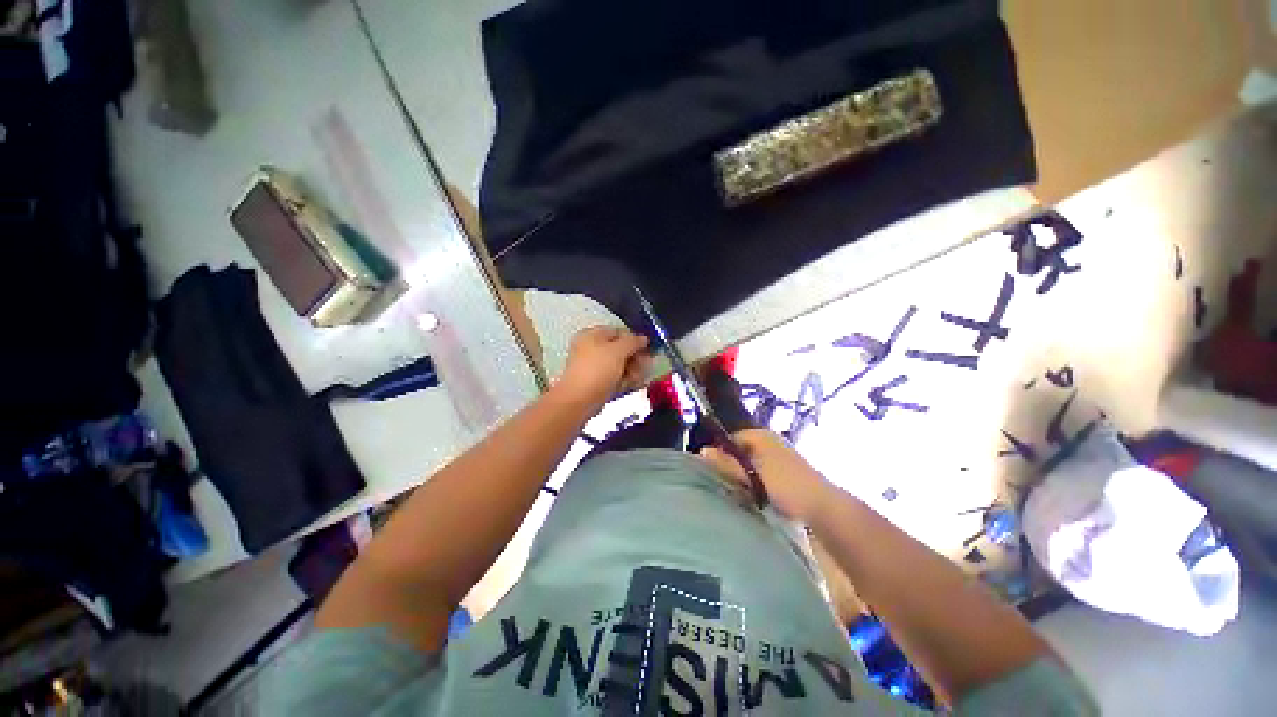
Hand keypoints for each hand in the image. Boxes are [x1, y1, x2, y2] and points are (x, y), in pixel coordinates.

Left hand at [555, 326, 651, 409]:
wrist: (579, 400)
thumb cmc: (598, 370)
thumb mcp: (619, 350)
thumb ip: (633, 341)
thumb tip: (643, 338)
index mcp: (591, 335)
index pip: (619, 331)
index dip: (635, 339)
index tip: (648, 350)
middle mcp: (590, 348)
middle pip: (620, 349)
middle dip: (635, 357)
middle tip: (645, 366)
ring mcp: (593, 366)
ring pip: (619, 364)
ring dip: (632, 370)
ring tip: (637, 378)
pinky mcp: (596, 382)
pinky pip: (614, 377)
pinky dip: (624, 380)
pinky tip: (631, 385)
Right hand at [698, 429, 834, 521]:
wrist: (824, 508)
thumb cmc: (785, 486)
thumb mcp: (751, 474)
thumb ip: (727, 463)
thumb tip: (702, 451)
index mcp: (759, 435)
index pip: (728, 438)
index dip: (717, 452)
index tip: (708, 470)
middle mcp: (767, 441)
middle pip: (737, 450)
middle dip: (728, 464)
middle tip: (718, 482)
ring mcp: (776, 456)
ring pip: (747, 463)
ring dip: (740, 474)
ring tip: (732, 490)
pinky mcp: (782, 472)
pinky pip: (758, 472)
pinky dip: (752, 481)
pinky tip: (749, 495)